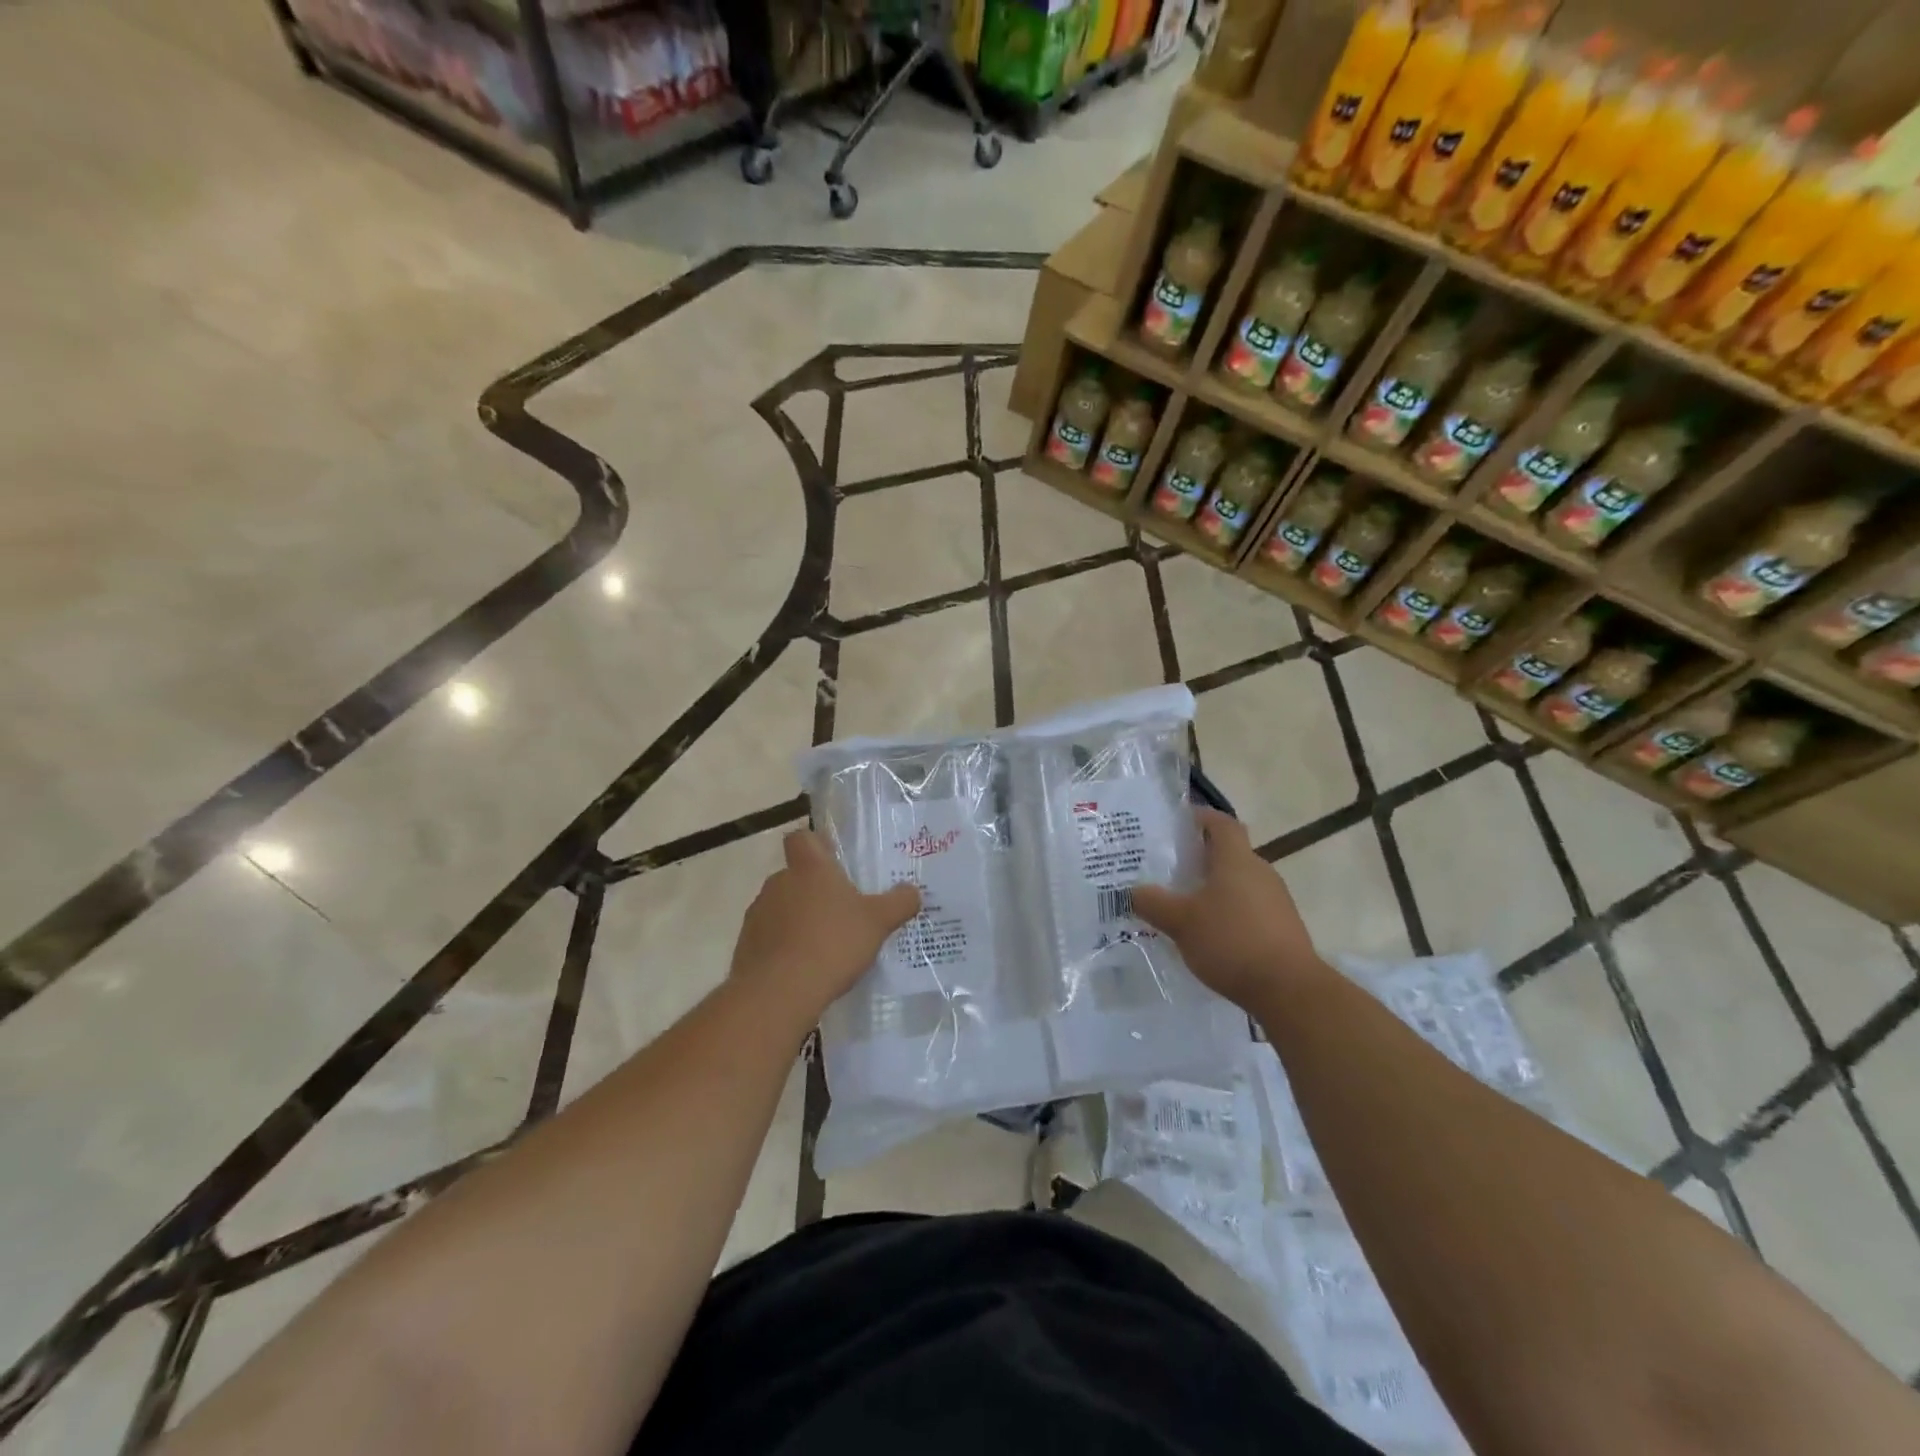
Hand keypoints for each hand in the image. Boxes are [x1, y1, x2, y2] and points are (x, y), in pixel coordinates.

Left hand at [729, 829, 920, 1023]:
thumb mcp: (878, 922)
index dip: (816, 844)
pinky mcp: (746, 945)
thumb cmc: (833, 943)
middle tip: (841, 911)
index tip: (833, 860)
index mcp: (809, 868)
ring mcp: (758, 914)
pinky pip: (769, 937)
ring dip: (797, 919)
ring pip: (781, 907)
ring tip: (823, 945)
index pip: (802, 837)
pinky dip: (783, 947)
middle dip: (814, 890)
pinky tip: (803, 969)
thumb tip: (913, 891)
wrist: (779, 992)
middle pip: (795, 876)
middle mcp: (778, 882)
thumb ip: (899, 903)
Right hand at [1131, 807, 1325, 1010]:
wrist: (1290, 990)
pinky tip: (1210, 934)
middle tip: (1169, 868)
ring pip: (1239, 882)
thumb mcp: (1181, 922)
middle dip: (1200, 857)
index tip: (1177, 822)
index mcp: (1236, 860)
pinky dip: (1229, 912)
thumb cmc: (1232, 941)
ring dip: (1214, 887)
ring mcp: (1276, 900)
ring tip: (1184, 904)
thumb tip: (1134, 891)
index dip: (1200, 817)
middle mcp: (1260, 872)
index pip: (1221, 823)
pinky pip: (1250, 908)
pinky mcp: (1282, 927)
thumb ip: (1153, 903)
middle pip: (1229, 853)